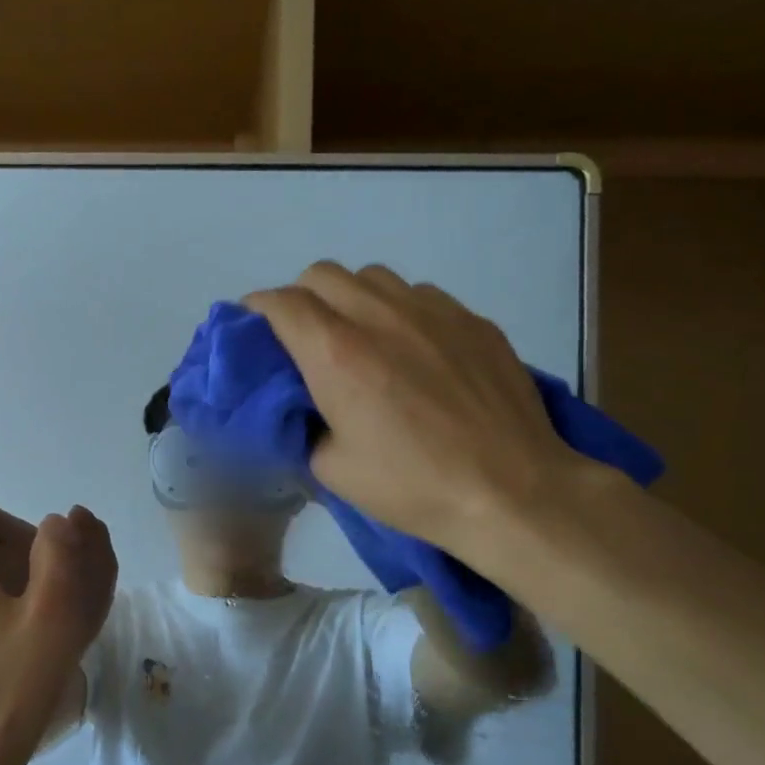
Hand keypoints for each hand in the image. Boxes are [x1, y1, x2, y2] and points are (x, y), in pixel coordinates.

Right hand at [245, 263, 594, 560]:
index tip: (251, 329)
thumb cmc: (412, 486)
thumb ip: (303, 423)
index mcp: (336, 353)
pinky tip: (411, 349)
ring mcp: (432, 311)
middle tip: (302, 337)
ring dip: (350, 298)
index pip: (280, 303)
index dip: (256, 310)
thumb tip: (300, 406)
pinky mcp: (471, 319)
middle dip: (299, 298)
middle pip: (321, 274)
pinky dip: (397, 310)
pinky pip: (418, 294)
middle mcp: (379, 316)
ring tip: (358, 337)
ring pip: (371, 276)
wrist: (512, 490)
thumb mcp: (331, 469)